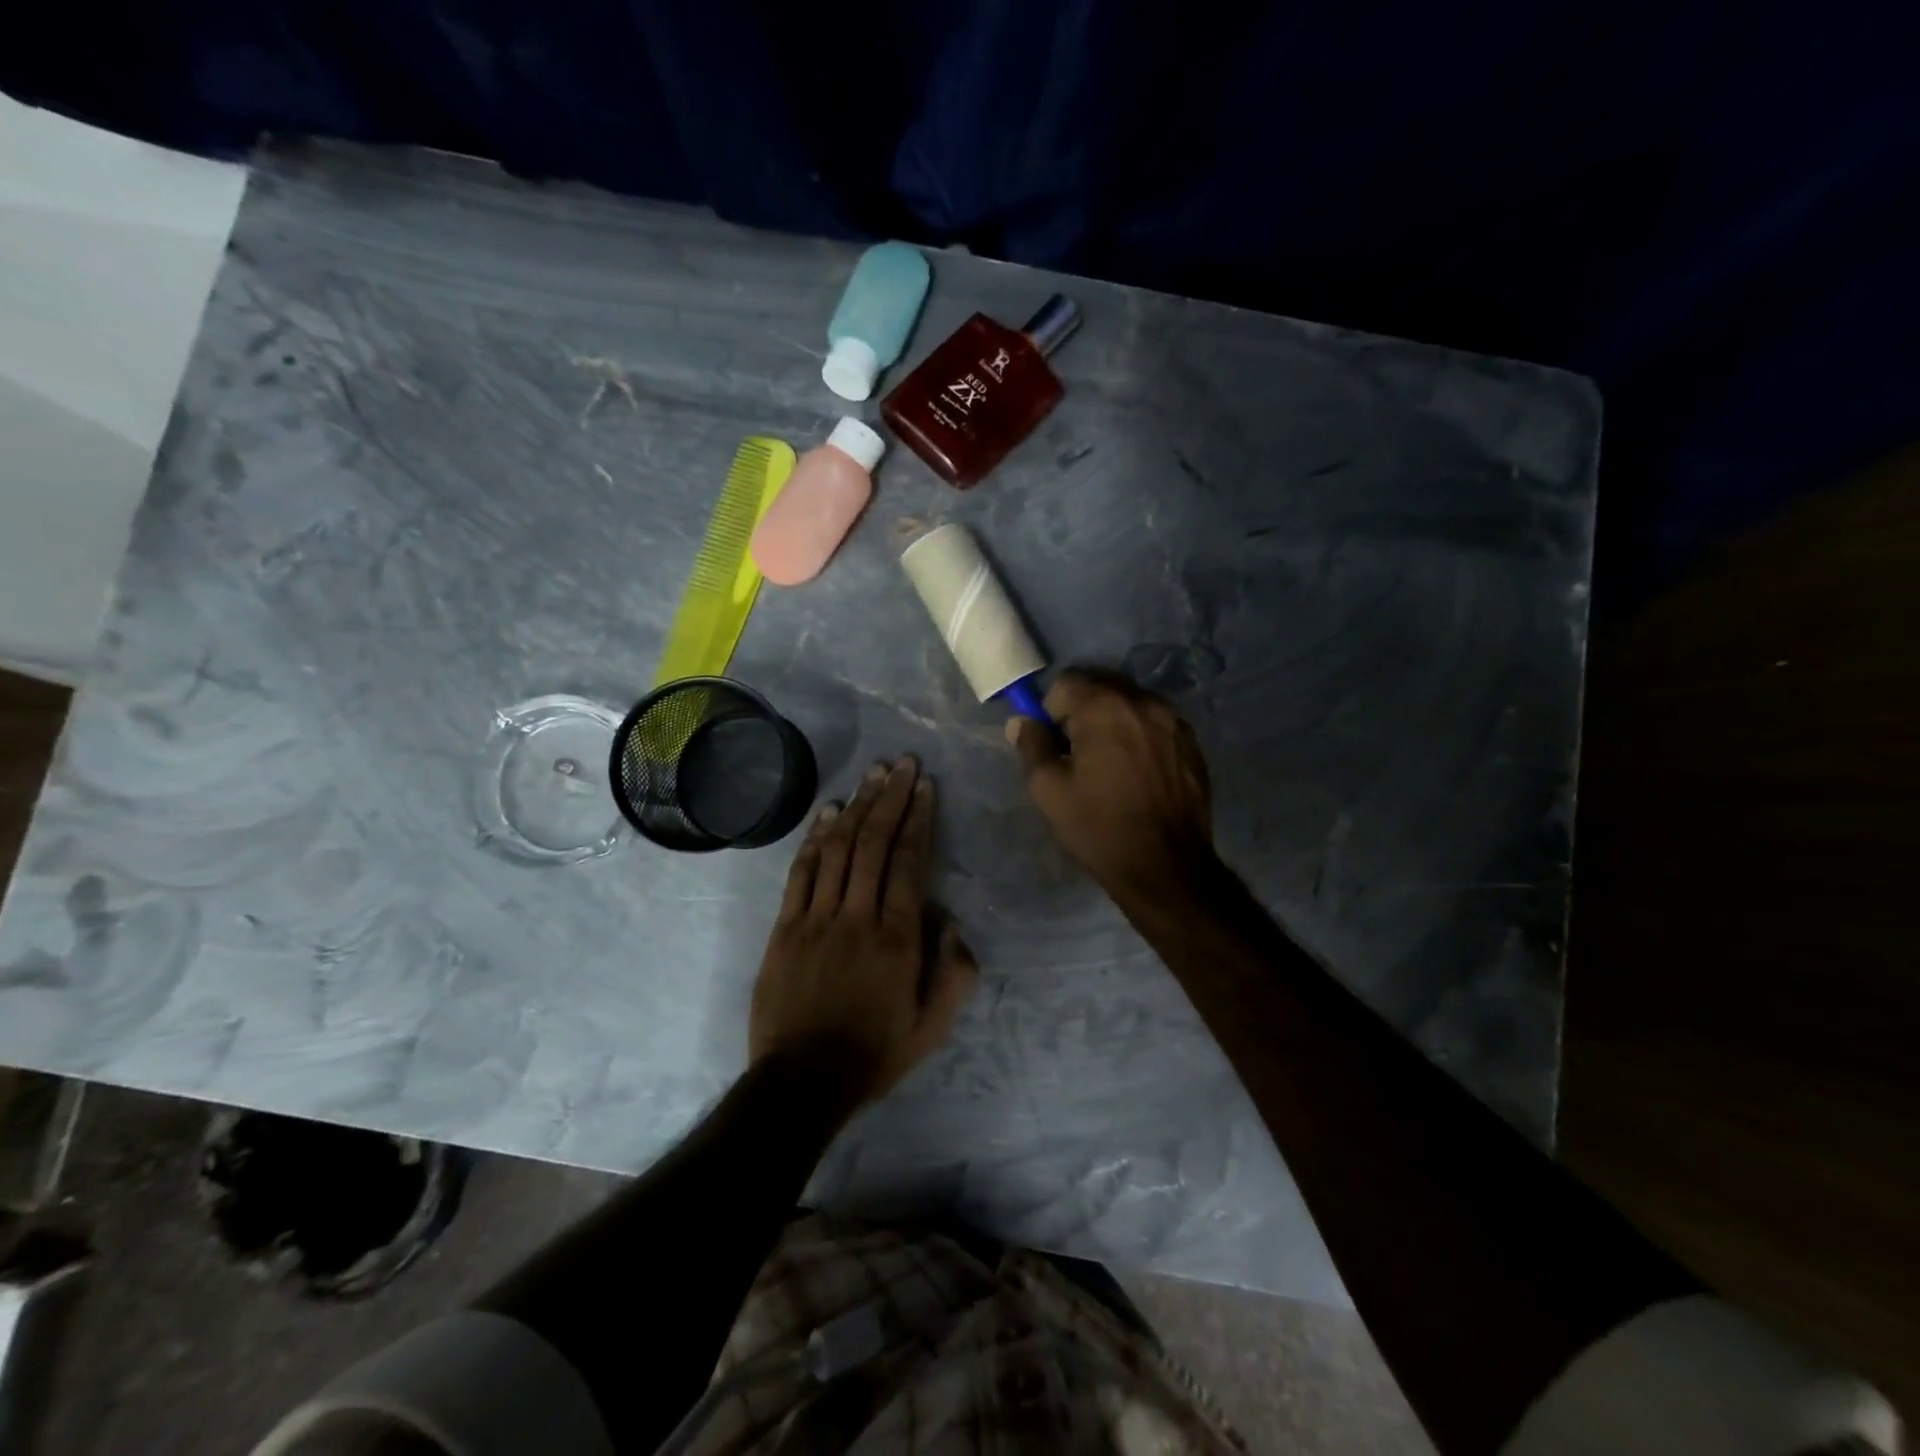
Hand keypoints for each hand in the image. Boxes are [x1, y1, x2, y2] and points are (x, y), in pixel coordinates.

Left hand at [749, 756, 977, 1109]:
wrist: (801, 1082)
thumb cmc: (873, 1054)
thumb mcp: (933, 1028)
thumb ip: (955, 975)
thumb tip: (953, 922)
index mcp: (897, 939)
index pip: (910, 862)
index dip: (919, 818)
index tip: (925, 786)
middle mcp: (857, 917)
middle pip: (874, 843)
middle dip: (891, 798)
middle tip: (902, 763)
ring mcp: (816, 918)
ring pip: (839, 849)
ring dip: (857, 806)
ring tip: (872, 774)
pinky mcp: (785, 927)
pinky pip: (801, 872)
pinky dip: (815, 838)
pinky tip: (828, 811)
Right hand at [1007, 670, 1217, 899]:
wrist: (1165, 867)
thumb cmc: (1099, 827)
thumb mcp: (1049, 790)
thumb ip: (1032, 745)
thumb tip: (1022, 720)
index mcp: (1105, 707)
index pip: (1067, 682)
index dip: (1052, 710)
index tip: (1055, 745)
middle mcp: (1143, 702)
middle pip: (1102, 686)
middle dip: (1084, 711)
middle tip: (1079, 754)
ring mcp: (1174, 721)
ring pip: (1131, 703)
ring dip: (1114, 721)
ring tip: (1111, 765)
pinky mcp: (1192, 743)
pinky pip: (1156, 724)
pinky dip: (1140, 736)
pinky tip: (1138, 773)